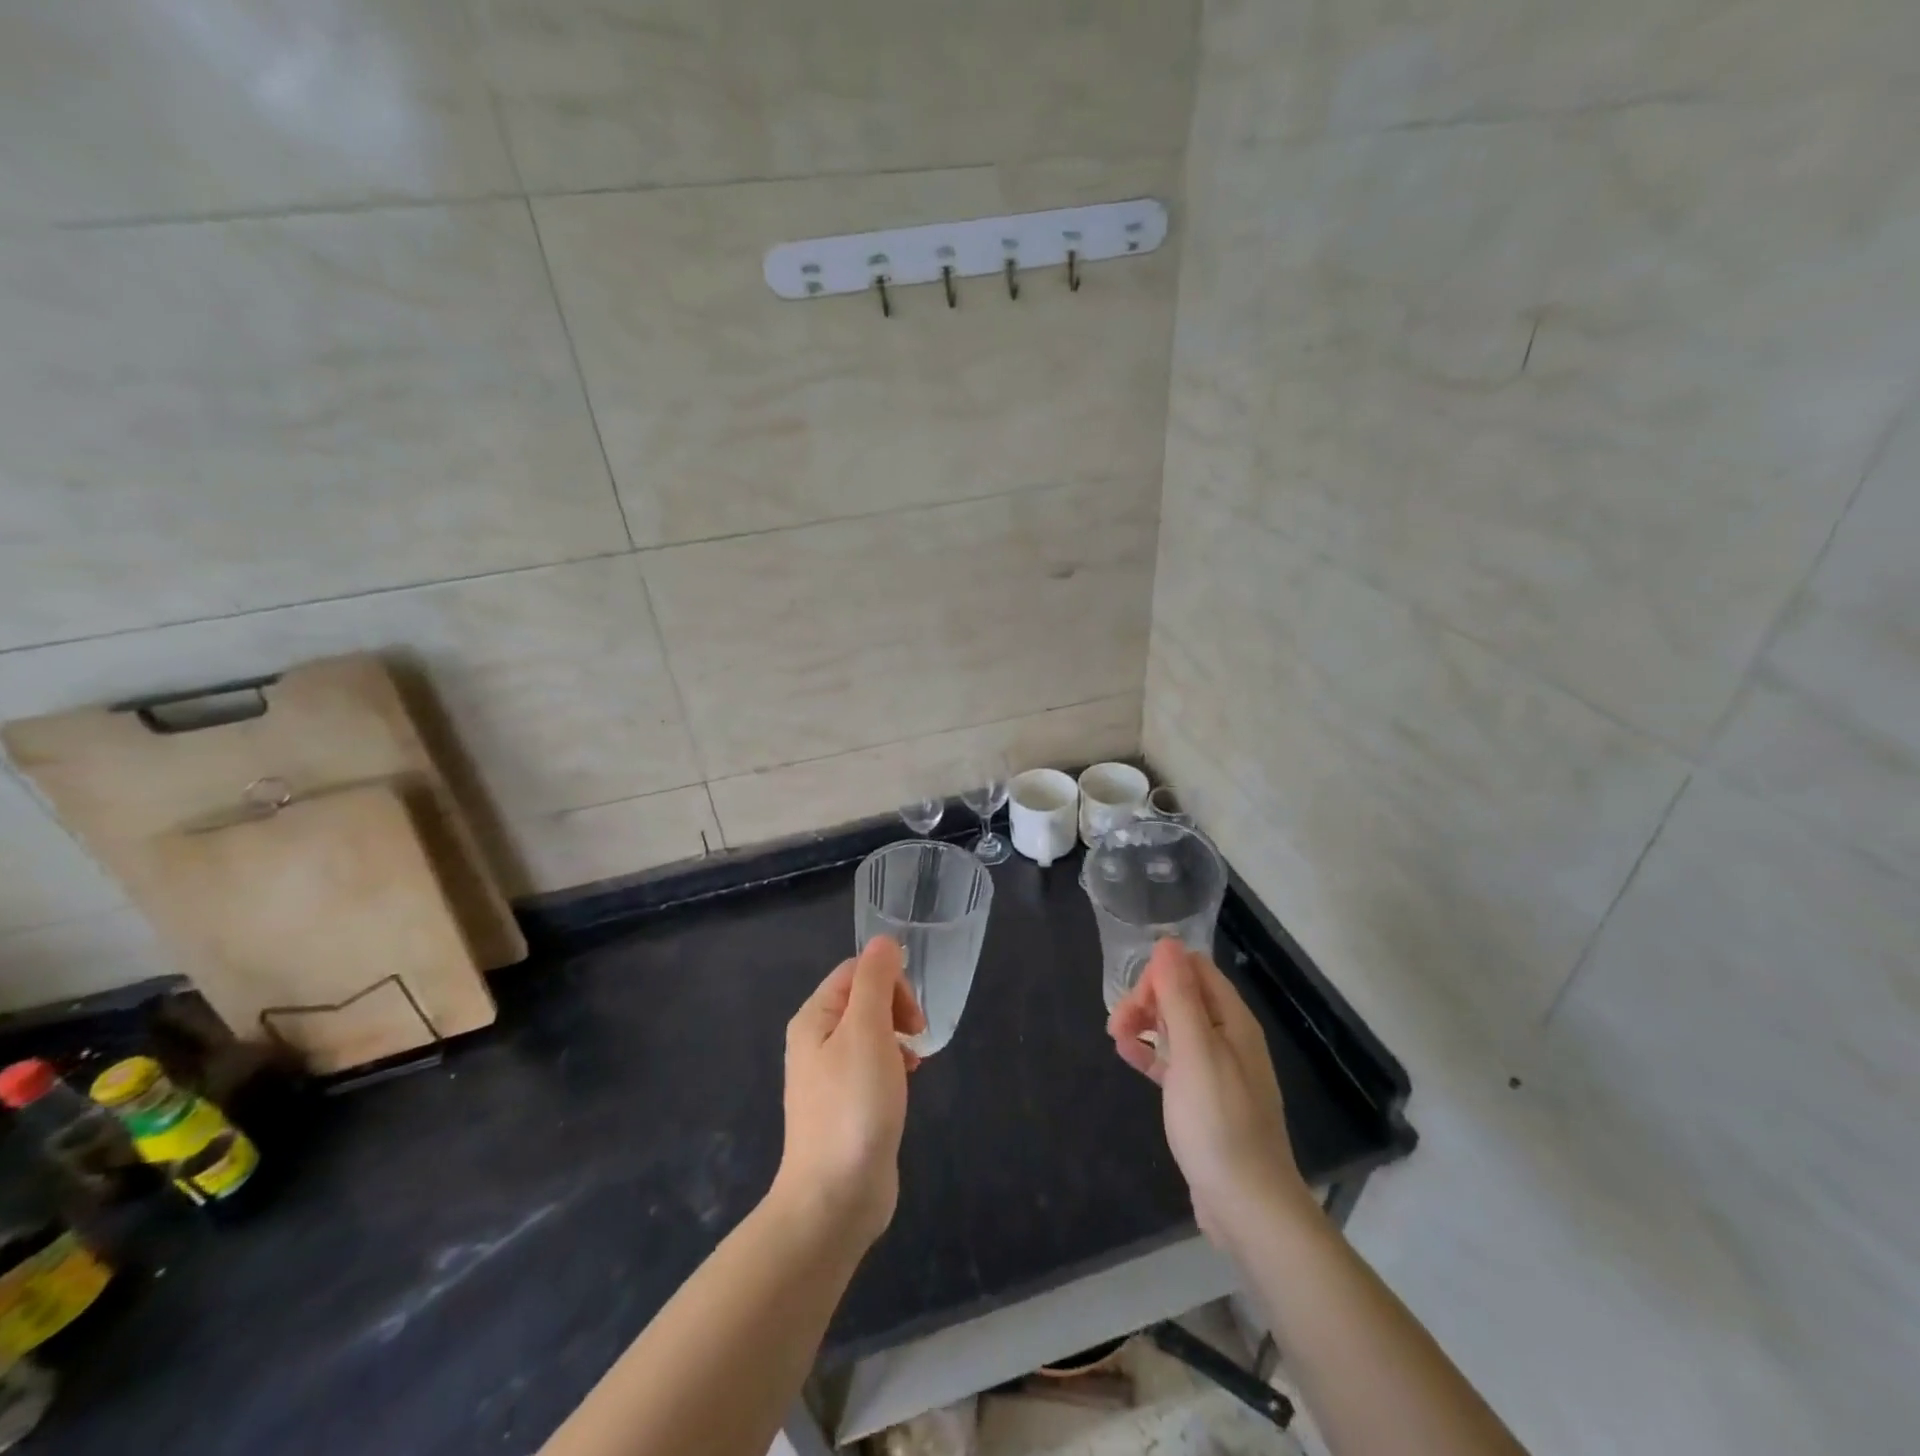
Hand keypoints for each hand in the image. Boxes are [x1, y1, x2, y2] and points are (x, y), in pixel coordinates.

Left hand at [774, 937, 925, 1247]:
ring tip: (913, 1064)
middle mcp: (816, 1040)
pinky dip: (894, 1065)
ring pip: (872, 1032)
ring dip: (899, 1037)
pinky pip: (873, 1065)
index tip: (912, 1015)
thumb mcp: (867, 1031)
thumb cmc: (854, 1106)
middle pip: (864, 999)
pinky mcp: (846, 1104)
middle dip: (897, 1008)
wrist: (835, 1198)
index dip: (890, 981)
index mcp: (815, 1017)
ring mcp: (829, 1075)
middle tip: (917, 1036)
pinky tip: (906, 1085)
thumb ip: (875, 980)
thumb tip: (884, 940)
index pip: (856, 971)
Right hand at [1107, 940, 1315, 1246]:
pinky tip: (1126, 1055)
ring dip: (1144, 1023)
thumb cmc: (1218, 1121)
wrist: (1246, 1204)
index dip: (1162, 974)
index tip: (1136, 999)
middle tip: (1117, 1023)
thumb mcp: (1195, 1051)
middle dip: (1147, 999)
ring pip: (1175, 1028)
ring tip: (1114, 1037)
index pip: (1195, 970)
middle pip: (1183, 996)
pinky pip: (1173, 1061)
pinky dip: (1150, 1053)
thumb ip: (1180, 996)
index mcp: (1233, 1021)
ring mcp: (1218, 1069)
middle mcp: (1229, 1038)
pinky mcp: (1204, 1098)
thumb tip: (1167, 942)